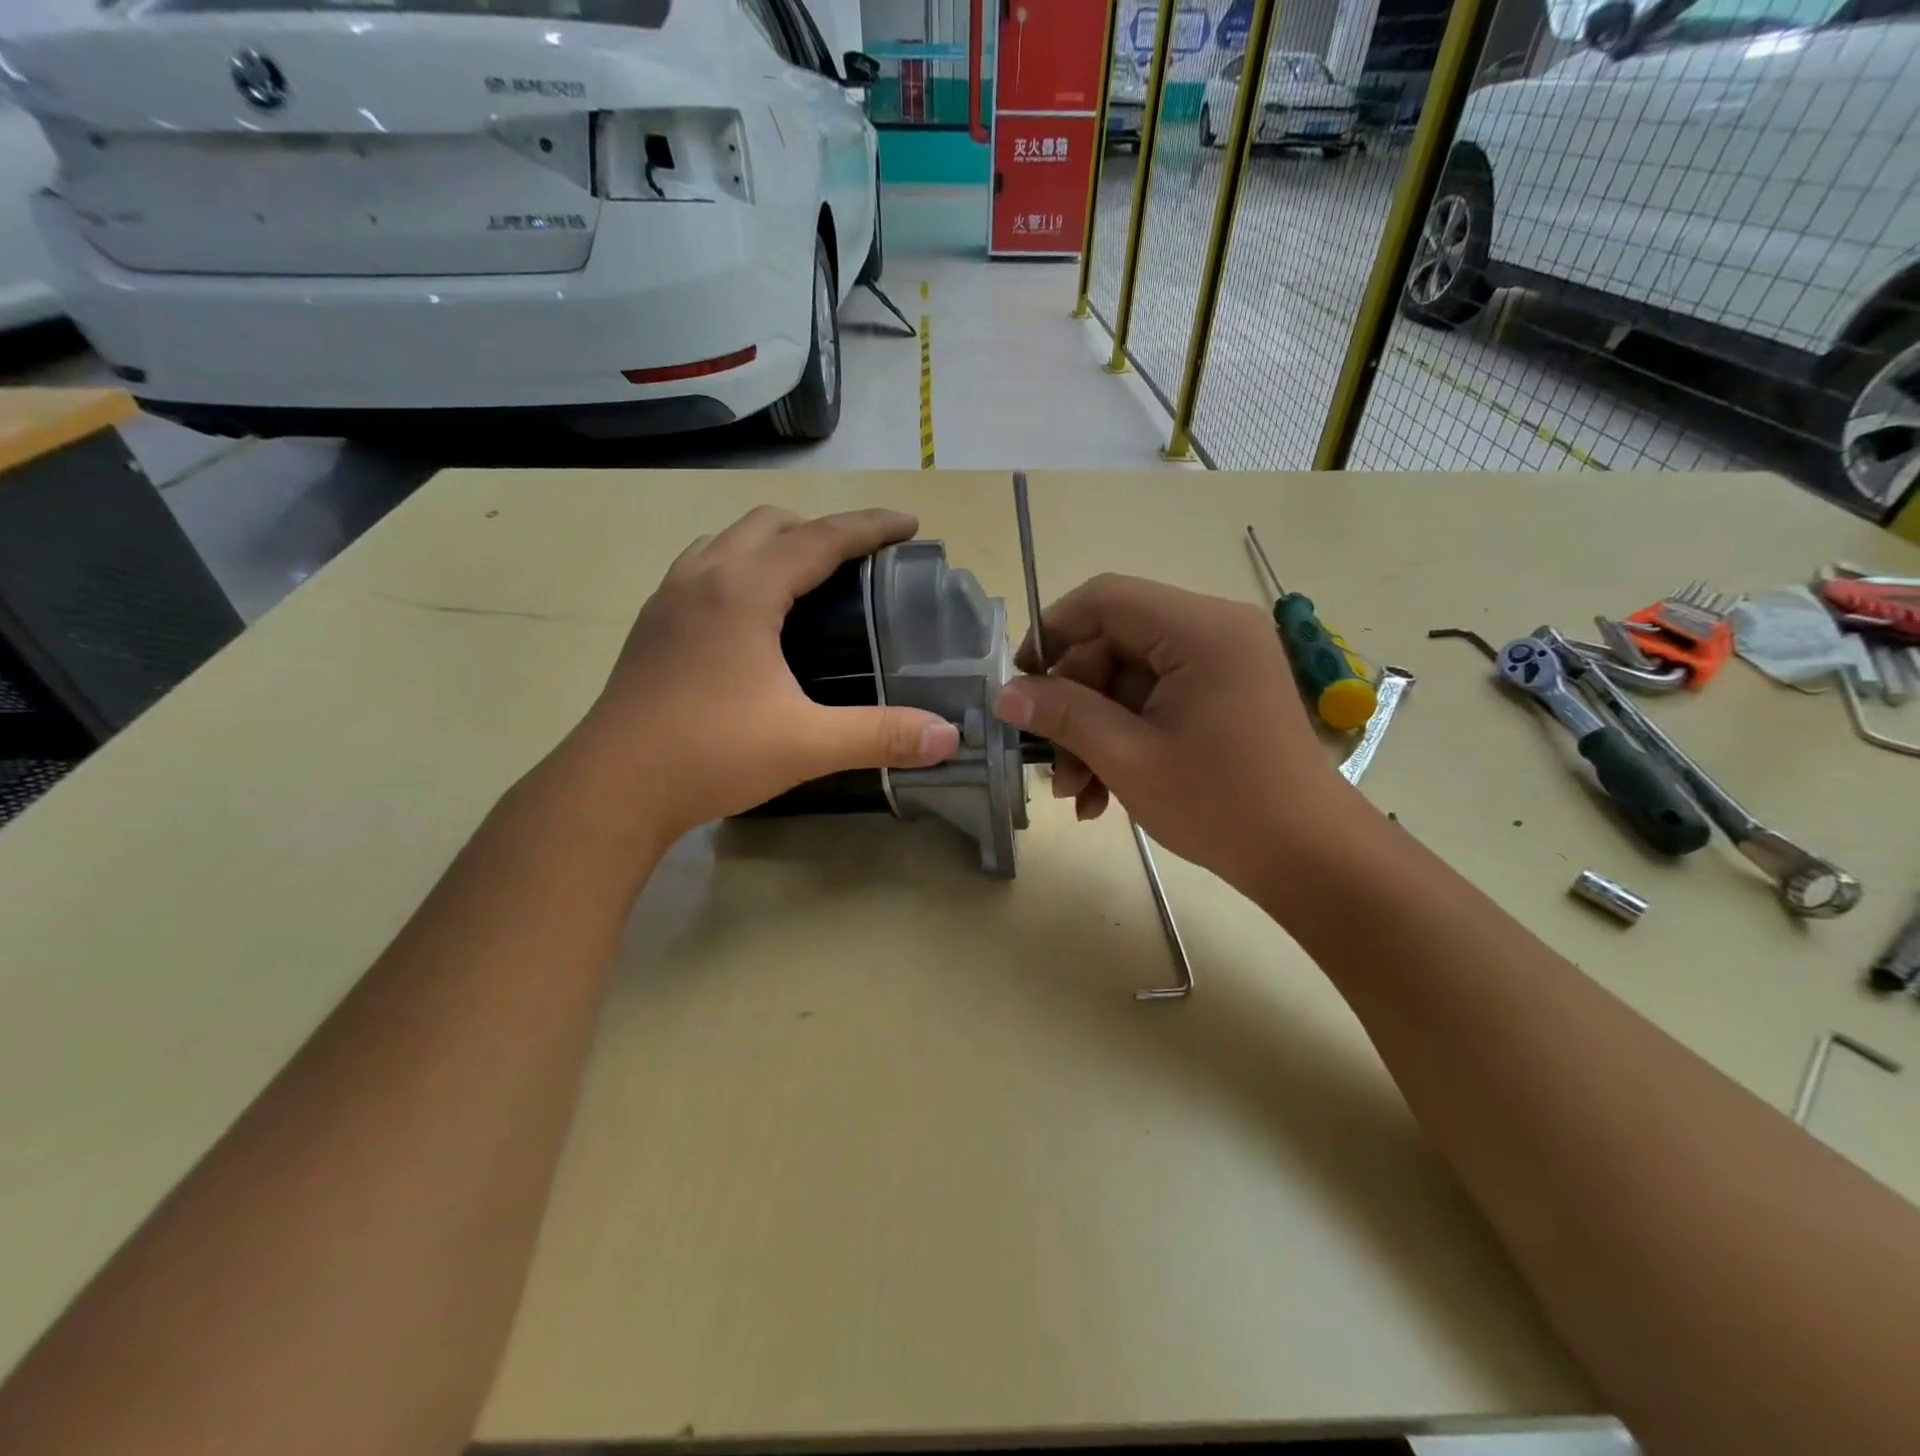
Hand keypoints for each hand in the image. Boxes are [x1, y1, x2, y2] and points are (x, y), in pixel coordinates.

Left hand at [562, 506, 959, 846]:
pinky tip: (751, 612)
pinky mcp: (652, 624)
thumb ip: (881, 736)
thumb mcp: (806, 744)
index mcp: (745, 590)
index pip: (820, 537)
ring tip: (808, 576)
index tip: (910, 525)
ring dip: (775, 541)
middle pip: (771, 523)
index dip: (870, 527)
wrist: (611, 788)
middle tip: (862, 561)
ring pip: (729, 539)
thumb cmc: (710, 755)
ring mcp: (669, 598)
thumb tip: (948, 737)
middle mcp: (704, 576)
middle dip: (822, 528)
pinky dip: (740, 565)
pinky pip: (704, 565)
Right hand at [990, 574, 1353, 896]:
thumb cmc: (1221, 804)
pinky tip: (1102, 794)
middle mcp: (1214, 631)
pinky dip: (1124, 739)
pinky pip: (1155, 702)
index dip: (1052, 634)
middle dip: (1075, 706)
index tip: (1020, 684)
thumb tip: (1005, 693)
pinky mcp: (1222, 695)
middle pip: (1114, 645)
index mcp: (1200, 629)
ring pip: (1128, 681)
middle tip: (1052, 767)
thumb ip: (1064, 715)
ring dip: (1094, 732)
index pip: (1105, 600)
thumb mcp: (1129, 758)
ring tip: (1075, 793)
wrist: (1310, 858)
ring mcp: (1221, 664)